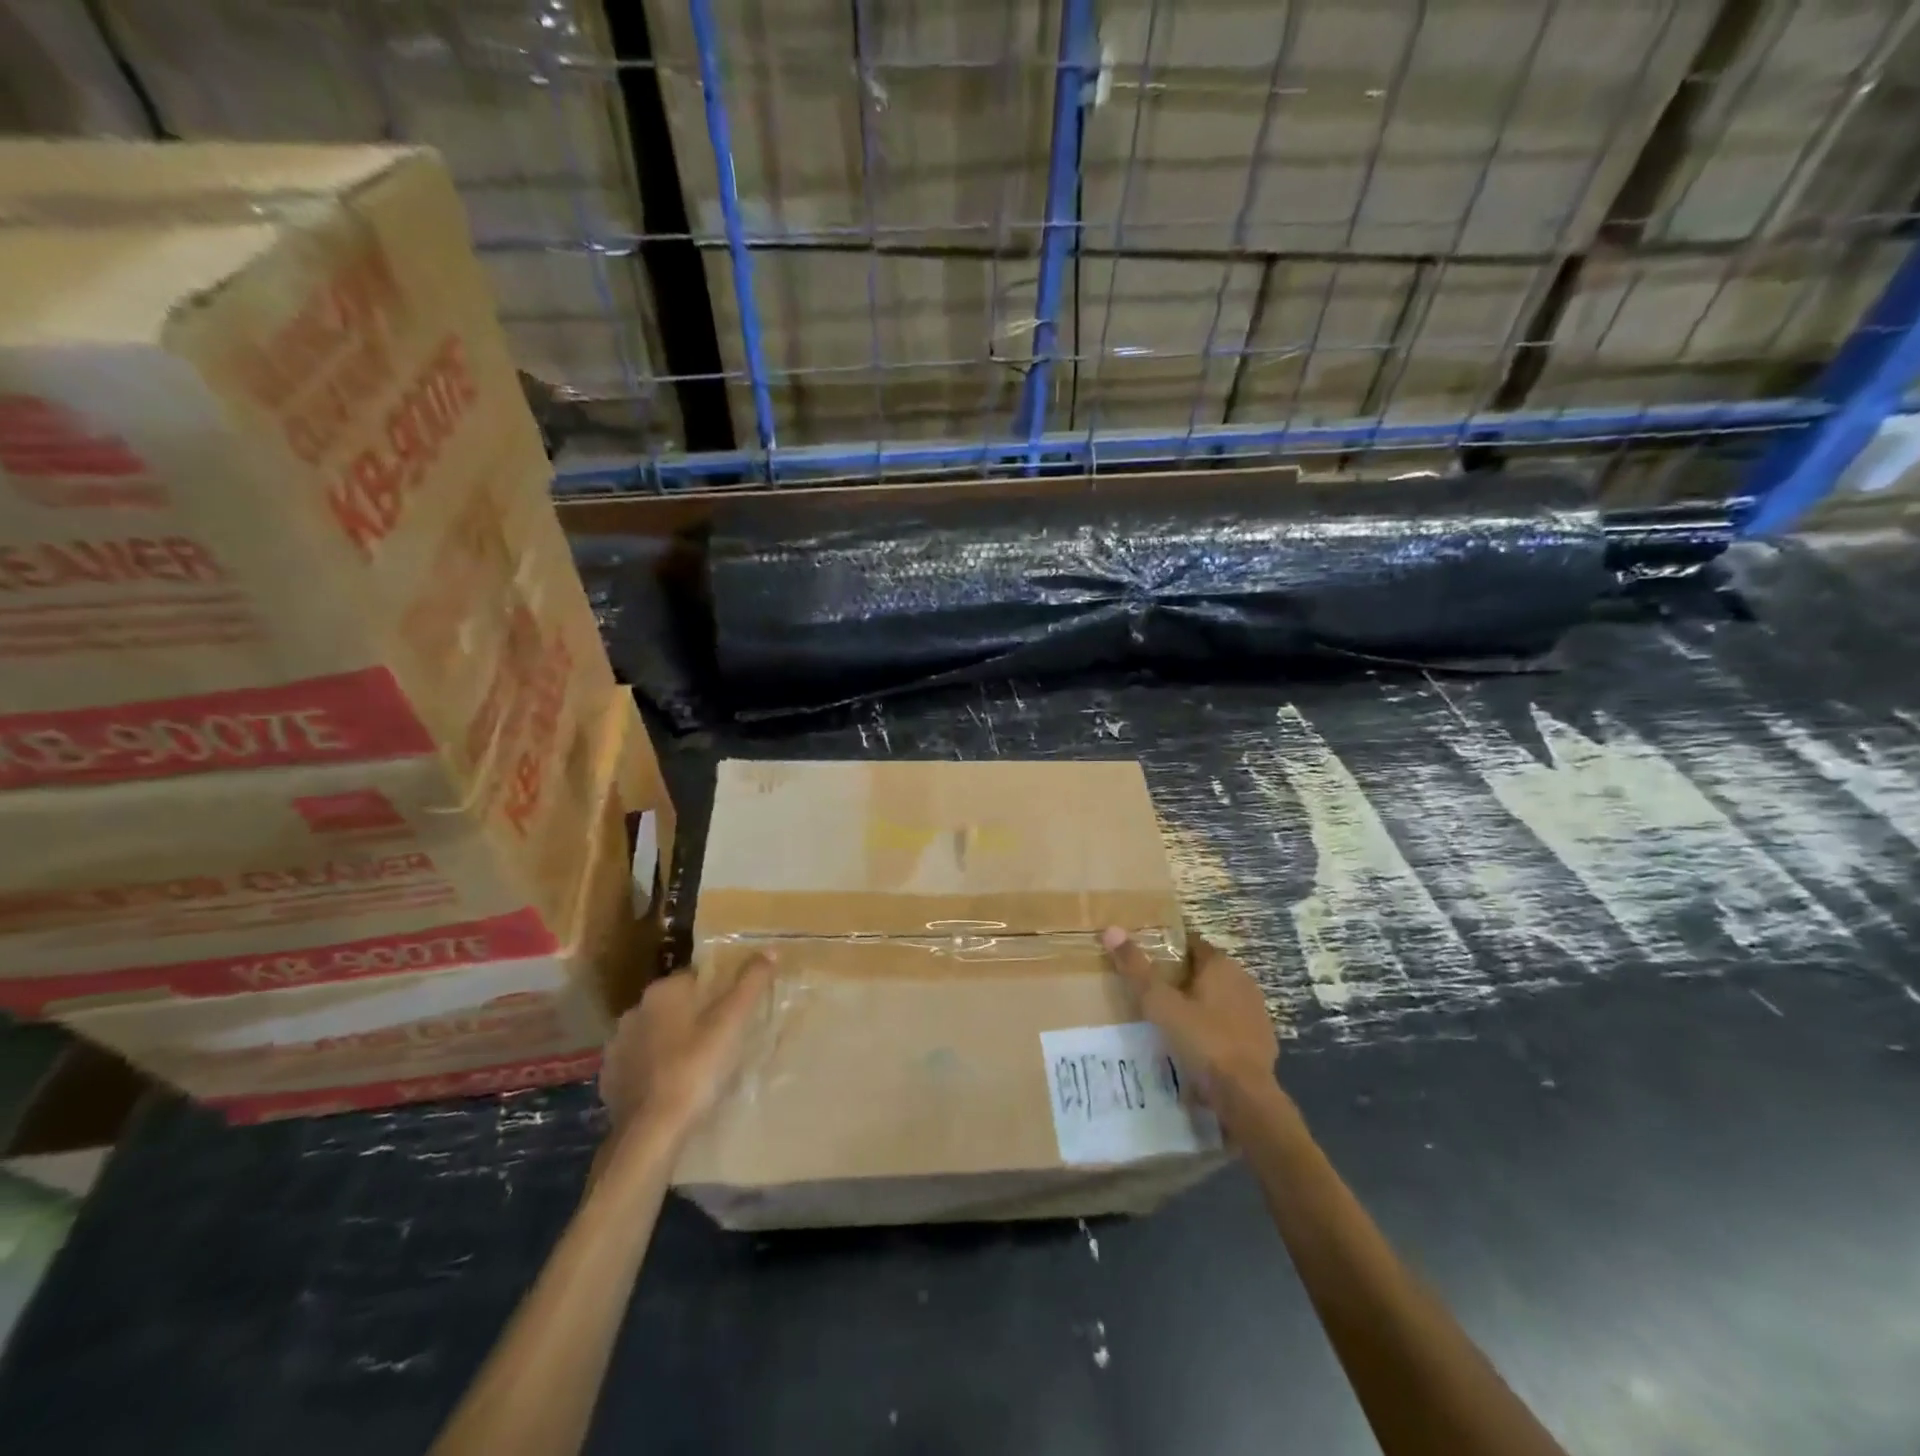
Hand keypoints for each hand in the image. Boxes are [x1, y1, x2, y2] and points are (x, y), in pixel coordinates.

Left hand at [599, 954, 774, 1140]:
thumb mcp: (732, 1023)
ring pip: (654, 1034)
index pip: (695, 977)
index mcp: (663, 991)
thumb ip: (751, 983)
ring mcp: (617, 1047)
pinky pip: (638, 1064)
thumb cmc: (696, 1068)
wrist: (651, 1132)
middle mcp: (635, 1011)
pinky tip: (672, 1086)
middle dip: (693, 1016)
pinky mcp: (609, 1079)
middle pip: (674, 1005)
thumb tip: (770, 949)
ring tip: (697, 1065)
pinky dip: (654, 1069)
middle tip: (720, 1039)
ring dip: (671, 1042)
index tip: (733, 1012)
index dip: (717, 992)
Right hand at [1102, 927, 1277, 1100]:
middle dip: (1181, 978)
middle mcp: (1243, 980)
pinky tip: (1195, 1045)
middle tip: (1152, 991)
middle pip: (1205, 971)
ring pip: (1219, 998)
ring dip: (1198, 1004)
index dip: (1168, 948)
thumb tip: (1111, 930)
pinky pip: (1230, 1025)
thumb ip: (1136, 969)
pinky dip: (1213, 1029)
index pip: (1192, 944)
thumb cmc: (1202, 1039)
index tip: (1146, 959)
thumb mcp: (1160, 1004)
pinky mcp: (1261, 1040)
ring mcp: (1256, 1011)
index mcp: (1221, 965)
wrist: (1245, 1095)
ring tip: (1170, 1019)